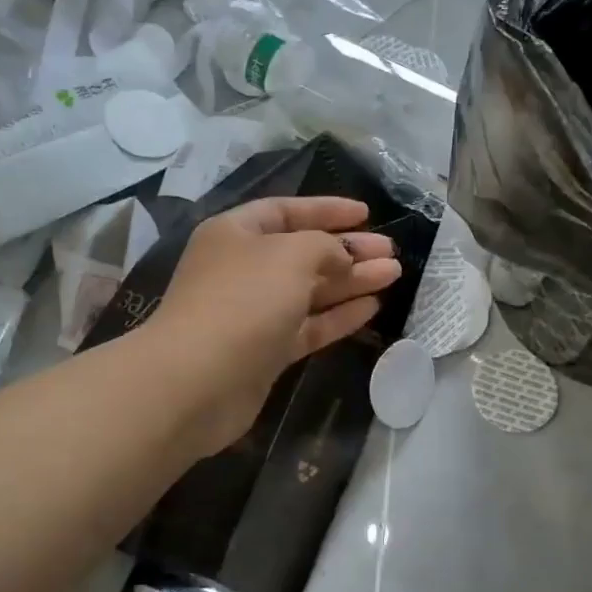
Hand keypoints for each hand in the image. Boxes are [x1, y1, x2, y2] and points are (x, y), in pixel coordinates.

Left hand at [144, 196, 402, 455]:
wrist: (197, 381)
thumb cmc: (243, 300)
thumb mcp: (291, 255)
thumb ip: (325, 247)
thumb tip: (342, 257)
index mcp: (236, 233)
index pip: (286, 210)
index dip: (326, 210)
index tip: (366, 213)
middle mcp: (242, 268)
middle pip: (303, 252)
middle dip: (348, 250)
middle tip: (390, 251)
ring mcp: (253, 312)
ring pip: (310, 290)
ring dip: (351, 281)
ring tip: (393, 275)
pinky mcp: (265, 351)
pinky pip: (308, 325)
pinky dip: (338, 316)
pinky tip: (372, 308)